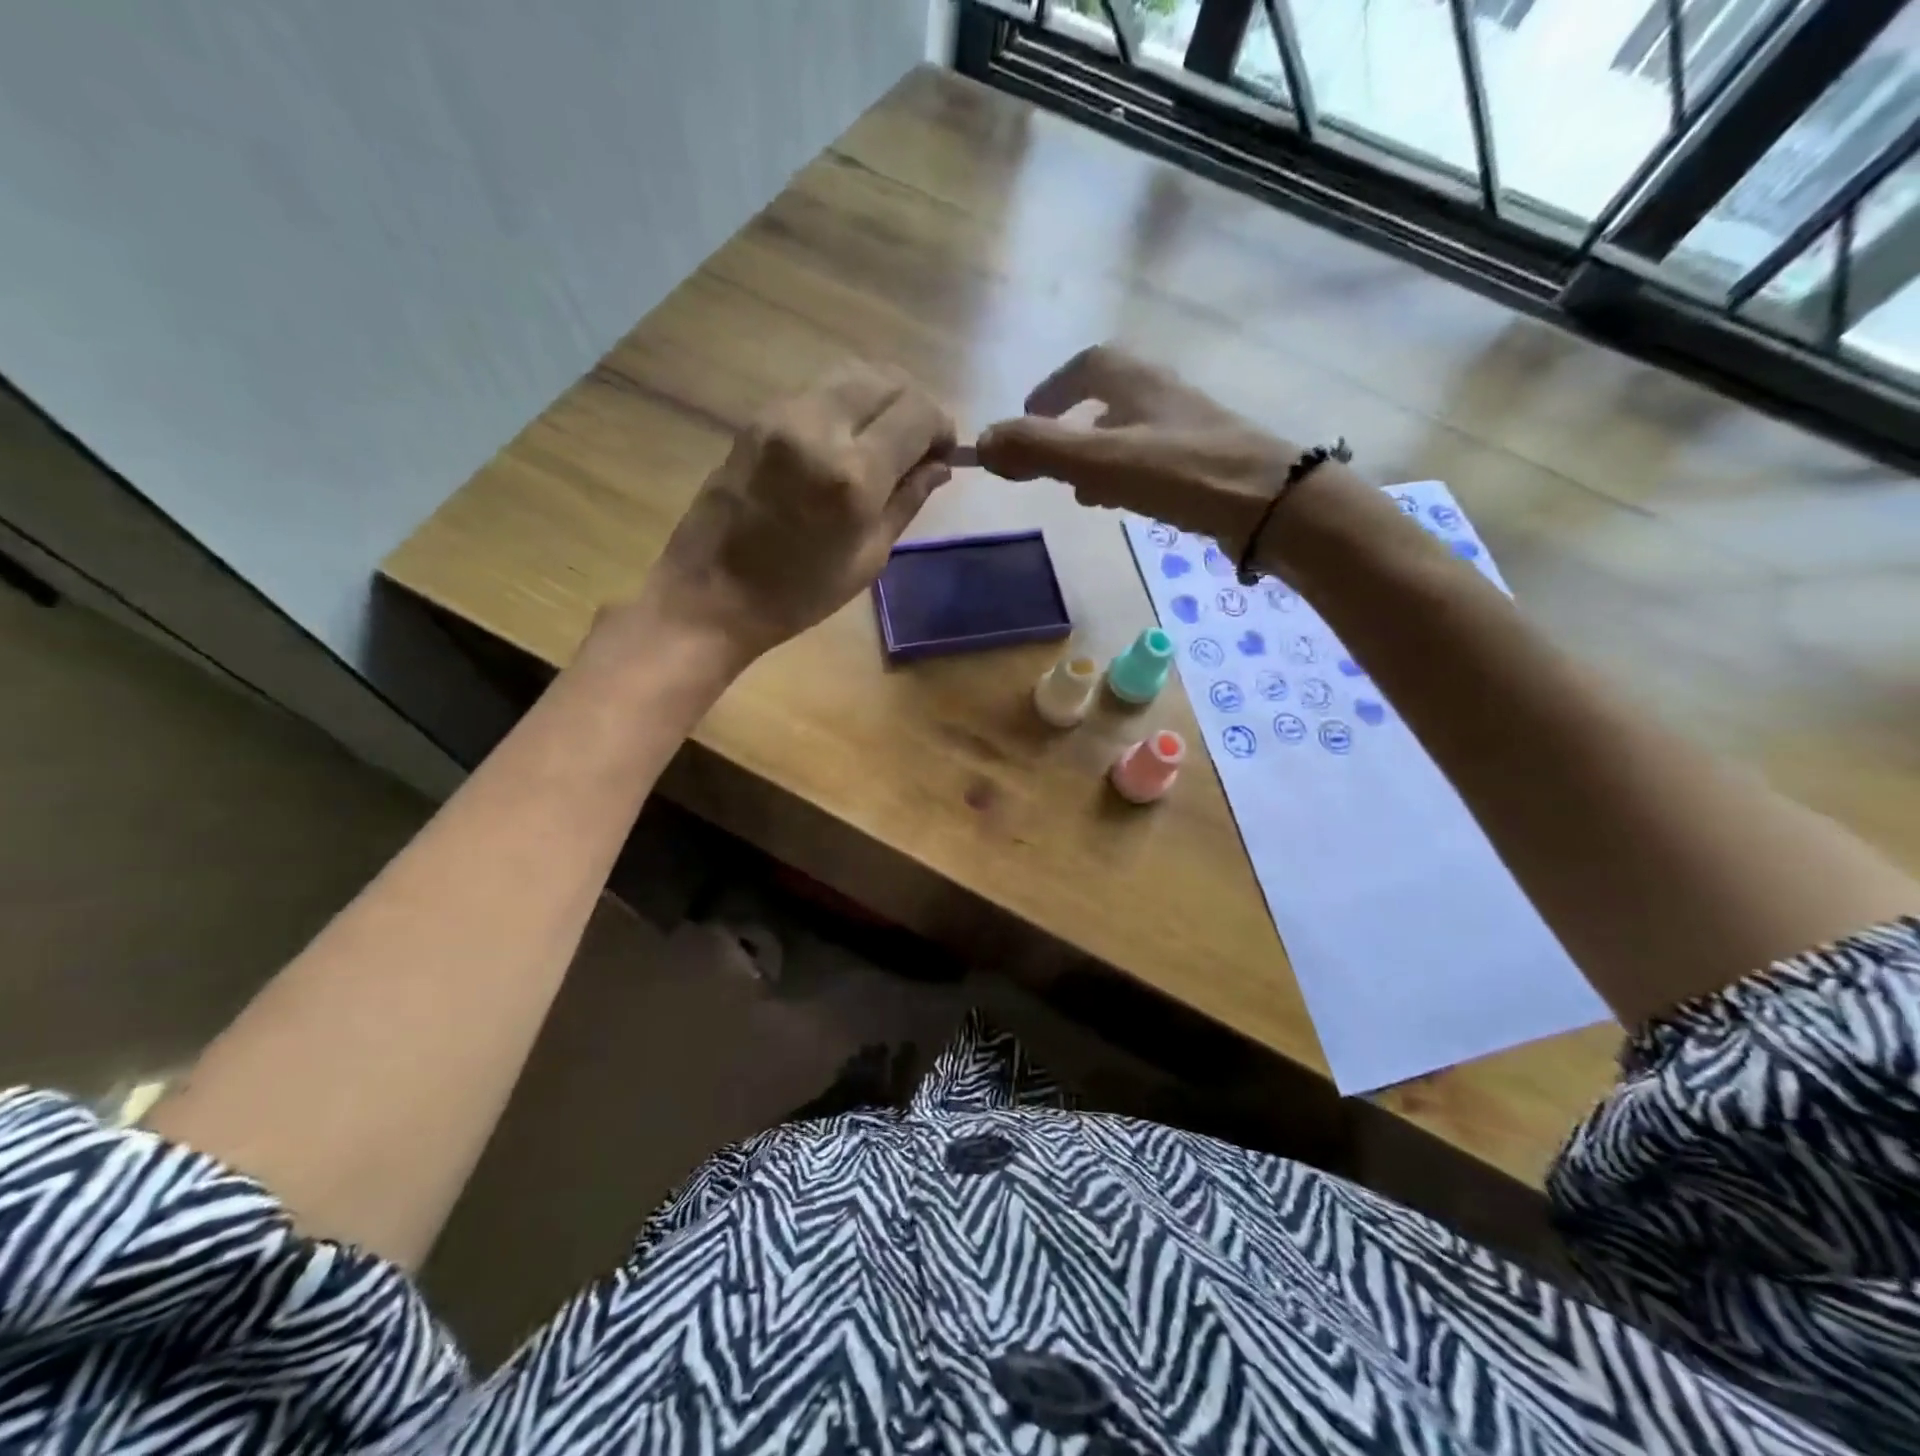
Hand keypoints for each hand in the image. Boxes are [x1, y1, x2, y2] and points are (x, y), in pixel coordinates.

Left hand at [648, 363, 954, 658]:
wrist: (710, 595)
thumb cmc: (798, 595)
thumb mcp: (868, 558)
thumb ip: (907, 501)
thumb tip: (940, 466)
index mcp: (854, 474)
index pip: (919, 412)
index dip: (942, 427)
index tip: (943, 455)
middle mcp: (820, 427)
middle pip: (888, 379)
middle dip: (915, 405)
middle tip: (917, 445)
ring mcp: (782, 414)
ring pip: (852, 373)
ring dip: (881, 398)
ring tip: (884, 440)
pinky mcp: (758, 417)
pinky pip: (818, 390)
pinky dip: (846, 403)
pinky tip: (846, 441)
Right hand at [975, 345, 1371, 575]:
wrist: (1272, 506)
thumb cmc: (1182, 474)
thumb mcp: (1100, 460)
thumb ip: (1039, 450)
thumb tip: (981, 444)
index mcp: (1138, 383)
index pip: (1088, 365)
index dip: (1053, 388)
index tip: (1028, 417)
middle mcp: (1165, 397)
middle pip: (1111, 398)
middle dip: (1073, 425)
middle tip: (1049, 459)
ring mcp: (1190, 431)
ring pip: (1132, 432)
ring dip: (1099, 455)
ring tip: (1080, 492)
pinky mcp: (1208, 465)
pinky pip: (1154, 461)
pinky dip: (1126, 477)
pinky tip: (1123, 505)